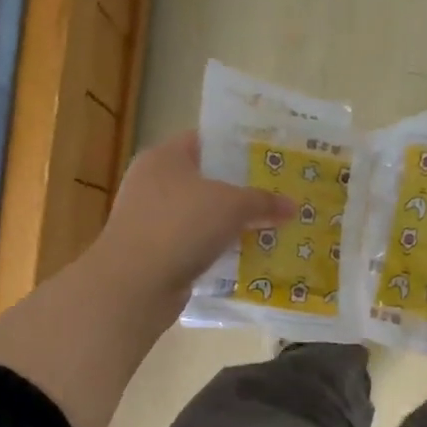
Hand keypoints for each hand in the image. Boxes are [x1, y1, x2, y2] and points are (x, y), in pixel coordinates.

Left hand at [89, 131, 292, 310]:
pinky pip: (194, 245)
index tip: (270, 158)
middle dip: (240, 191)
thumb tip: (292, 206)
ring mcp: (150, 220)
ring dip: (230, 225)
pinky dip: (216, 250)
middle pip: (205, 181)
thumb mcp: (231, 206)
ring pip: (201, 216)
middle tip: (277, 196)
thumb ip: (263, 202)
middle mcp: (152, 183)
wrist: (134, 284)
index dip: (238, 148)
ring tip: (269, 228)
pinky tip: (245, 258)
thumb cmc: (181, 226)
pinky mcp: (154, 253)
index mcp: (164, 157)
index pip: (205, 141)